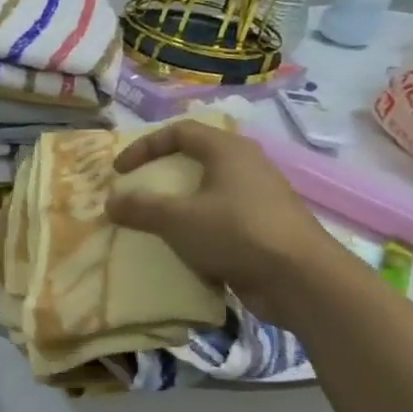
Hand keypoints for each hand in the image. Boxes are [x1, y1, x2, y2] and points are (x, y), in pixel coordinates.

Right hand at [106, 121, 351, 325]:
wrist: (301, 280)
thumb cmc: (236, 233)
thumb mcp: (176, 219)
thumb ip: (140, 208)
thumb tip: (110, 202)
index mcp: (228, 151)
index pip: (179, 131)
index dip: (144, 146)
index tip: (120, 172)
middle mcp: (248, 166)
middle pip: (197, 158)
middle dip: (162, 174)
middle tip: (138, 191)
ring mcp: (261, 197)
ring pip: (210, 190)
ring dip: (179, 203)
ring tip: (157, 221)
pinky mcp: (266, 227)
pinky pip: (223, 217)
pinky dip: (198, 226)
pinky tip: (184, 247)